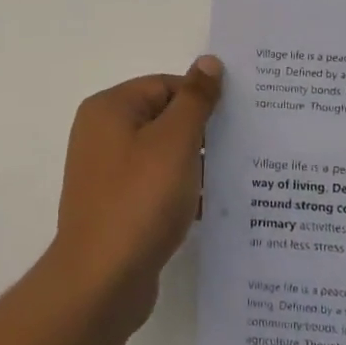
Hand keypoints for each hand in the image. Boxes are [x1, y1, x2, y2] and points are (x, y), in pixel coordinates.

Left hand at [47, 58, 223, 329]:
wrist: (101, 282)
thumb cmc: (140, 200)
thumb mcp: (175, 142)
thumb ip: (195, 100)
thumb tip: (208, 62)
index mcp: (109, 109)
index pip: (164, 85)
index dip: (201, 99)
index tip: (238, 117)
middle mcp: (102, 135)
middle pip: (163, 118)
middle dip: (202, 132)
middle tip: (244, 145)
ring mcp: (106, 173)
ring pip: (162, 155)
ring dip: (195, 164)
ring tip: (236, 177)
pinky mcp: (116, 206)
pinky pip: (155, 186)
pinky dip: (180, 191)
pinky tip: (212, 207)